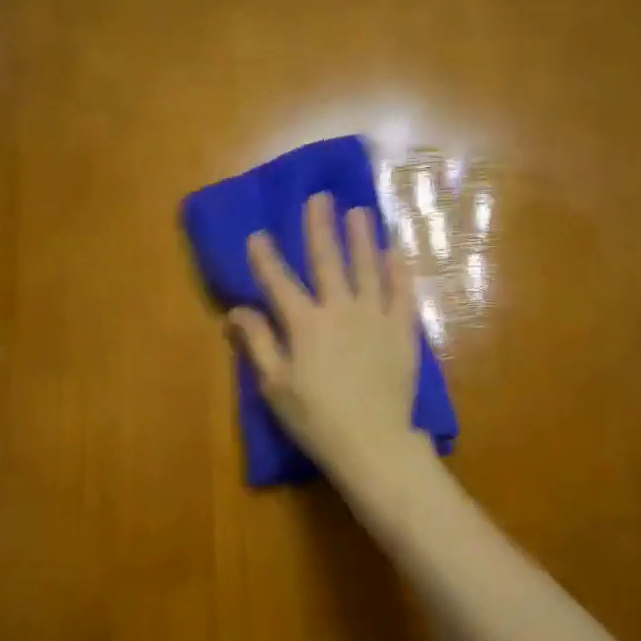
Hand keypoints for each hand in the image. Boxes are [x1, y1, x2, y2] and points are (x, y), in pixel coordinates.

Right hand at [227, 192, 431, 490]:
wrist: (372, 443)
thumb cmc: (316, 419)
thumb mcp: (275, 385)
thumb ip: (258, 343)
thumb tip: (237, 310)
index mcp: (304, 324)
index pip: (279, 282)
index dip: (265, 257)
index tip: (257, 234)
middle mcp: (340, 310)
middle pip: (328, 261)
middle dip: (320, 227)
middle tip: (320, 198)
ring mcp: (375, 317)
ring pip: (368, 268)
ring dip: (362, 237)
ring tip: (360, 211)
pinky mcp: (402, 331)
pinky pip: (402, 292)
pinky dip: (398, 270)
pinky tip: (396, 251)